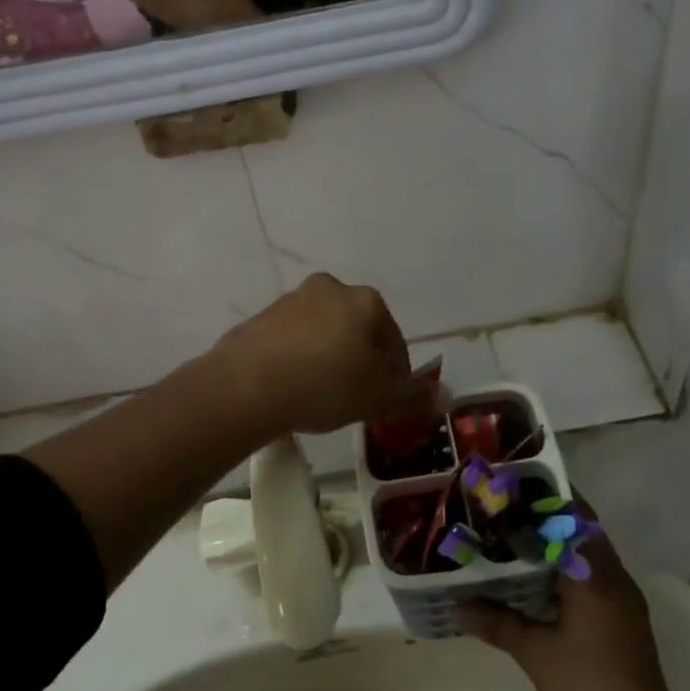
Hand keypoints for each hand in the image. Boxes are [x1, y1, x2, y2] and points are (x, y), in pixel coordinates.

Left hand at [215, 274, 442, 435]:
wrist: (246, 385)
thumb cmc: (324, 385)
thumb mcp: (378, 398)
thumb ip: (413, 397)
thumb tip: (444, 397)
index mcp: (365, 301)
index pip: (394, 340)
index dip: (396, 375)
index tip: (387, 401)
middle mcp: (330, 289)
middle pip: (359, 331)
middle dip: (362, 362)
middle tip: (357, 398)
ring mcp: (292, 300)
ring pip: (325, 333)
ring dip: (330, 358)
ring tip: (323, 396)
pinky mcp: (261, 317)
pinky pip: (293, 340)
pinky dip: (300, 359)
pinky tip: (294, 388)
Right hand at [456, 504, 682, 690]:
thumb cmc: (587, 686)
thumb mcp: (535, 653)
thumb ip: (496, 623)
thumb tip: (455, 607)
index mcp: (595, 575)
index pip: (573, 516)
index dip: (546, 496)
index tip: (517, 483)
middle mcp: (615, 577)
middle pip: (584, 530)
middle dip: (550, 516)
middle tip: (510, 507)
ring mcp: (625, 599)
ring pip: (591, 554)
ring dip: (561, 542)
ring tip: (519, 536)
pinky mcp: (626, 620)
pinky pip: (597, 576)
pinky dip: (571, 567)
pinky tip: (542, 579)